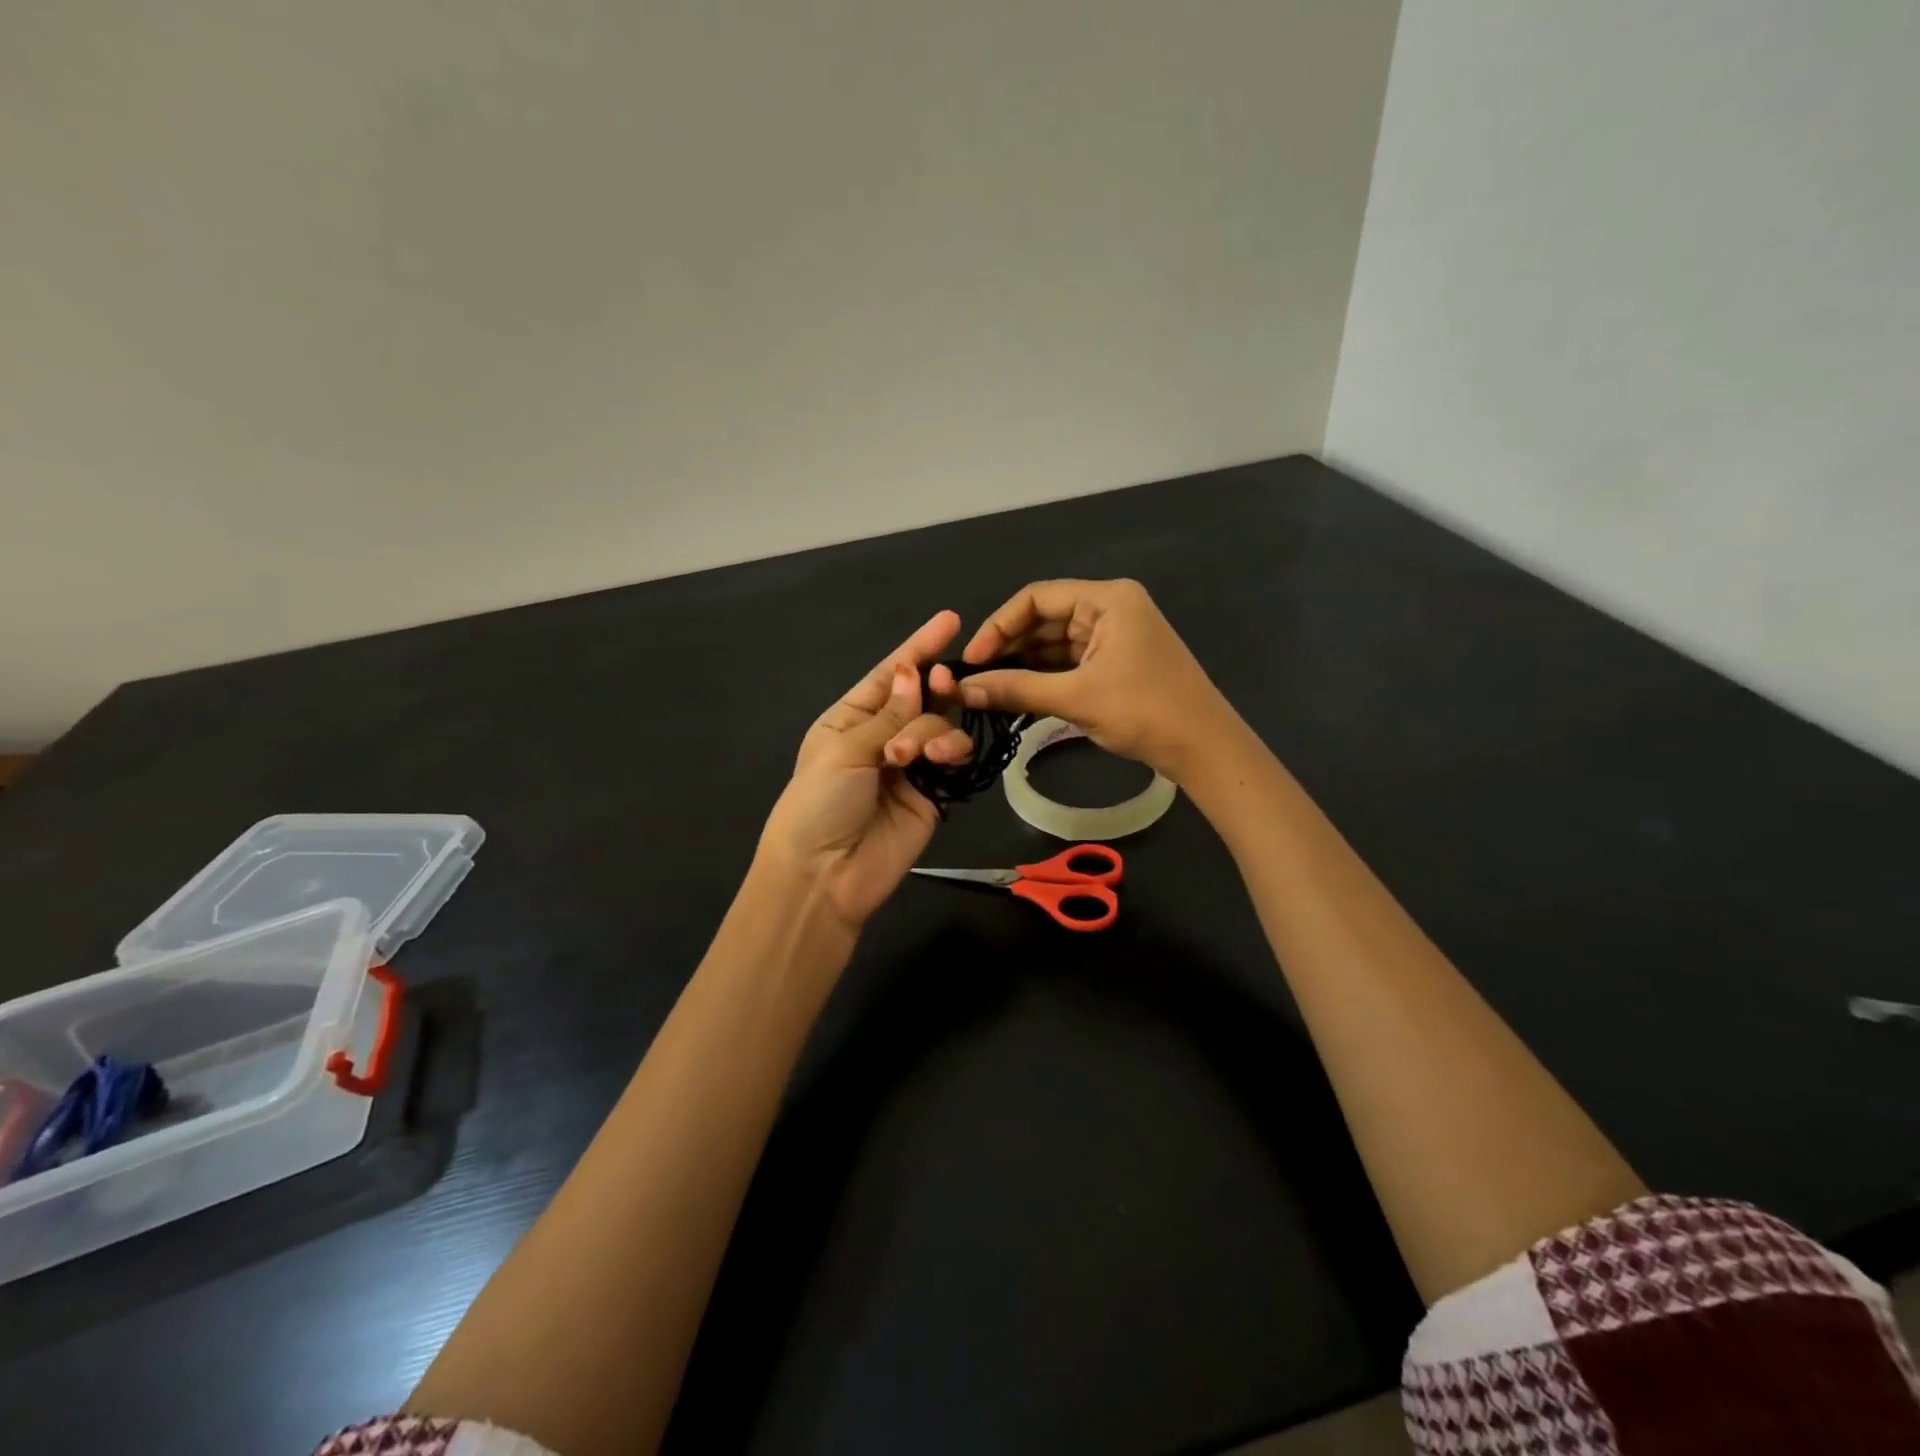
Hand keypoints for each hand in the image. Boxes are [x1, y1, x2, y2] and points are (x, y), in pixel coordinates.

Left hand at [758, 611, 974, 927]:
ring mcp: (910, 766)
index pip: (888, 676)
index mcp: (849, 719)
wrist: (825, 876)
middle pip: (919, 697)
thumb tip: (913, 673)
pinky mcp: (933, 794)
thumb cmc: (818, 804)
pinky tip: (943, 759)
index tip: (950, 621)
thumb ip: (889, 716)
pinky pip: (953, 759)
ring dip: (933, 730)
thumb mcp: (844, 751)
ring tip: (915, 756)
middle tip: (942, 684)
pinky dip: (952, 750)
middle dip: (933, 686)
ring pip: (940, 726)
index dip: (917, 647)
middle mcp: (881, 737)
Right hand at [949, 579, 1242, 779]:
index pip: (1036, 598)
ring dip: (1023, 664)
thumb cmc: (1144, 711)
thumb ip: (1016, 689)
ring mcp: (1115, 636)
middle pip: (1044, 619)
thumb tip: (962, 690)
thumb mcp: (1076, 698)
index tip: (971, 659)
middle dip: (1009, 647)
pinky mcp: (1116, 662)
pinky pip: (1069, 662)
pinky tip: (1016, 694)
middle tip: (973, 678)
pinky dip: (1043, 676)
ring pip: (1054, 643)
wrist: (1204, 748)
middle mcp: (1110, 608)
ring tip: (988, 688)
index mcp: (1107, 599)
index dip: (998, 626)